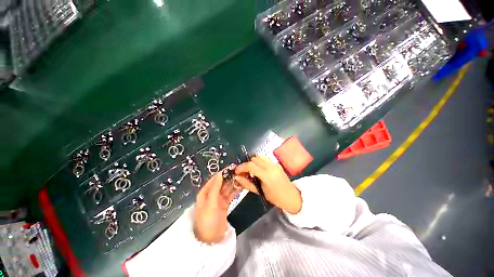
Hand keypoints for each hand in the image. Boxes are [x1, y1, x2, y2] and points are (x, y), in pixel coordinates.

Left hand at [193, 172, 240, 243]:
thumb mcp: (210, 203)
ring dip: (234, 183)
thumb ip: (215, 188)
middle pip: (222, 183)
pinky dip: (236, 190)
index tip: (232, 167)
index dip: (223, 173)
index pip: (215, 179)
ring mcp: (219, 199)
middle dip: (230, 177)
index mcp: (205, 192)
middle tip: (240, 172)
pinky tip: (242, 186)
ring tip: (243, 177)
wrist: (211, 240)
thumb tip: (220, 174)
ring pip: (227, 188)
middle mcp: (212, 194)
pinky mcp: (225, 204)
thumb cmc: (207, 220)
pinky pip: (231, 195)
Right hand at [235, 156, 301, 214]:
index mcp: (267, 175)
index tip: (236, 171)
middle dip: (247, 163)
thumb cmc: (276, 198)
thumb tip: (237, 177)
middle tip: (243, 171)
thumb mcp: (260, 192)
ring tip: (250, 170)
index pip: (251, 166)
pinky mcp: (277, 163)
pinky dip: (259, 161)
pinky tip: (258, 169)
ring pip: (259, 156)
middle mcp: (271, 166)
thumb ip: (247, 183)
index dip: (241, 167)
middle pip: (254, 159)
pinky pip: (265, 159)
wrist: (292, 197)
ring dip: (253, 161)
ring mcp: (274, 164)